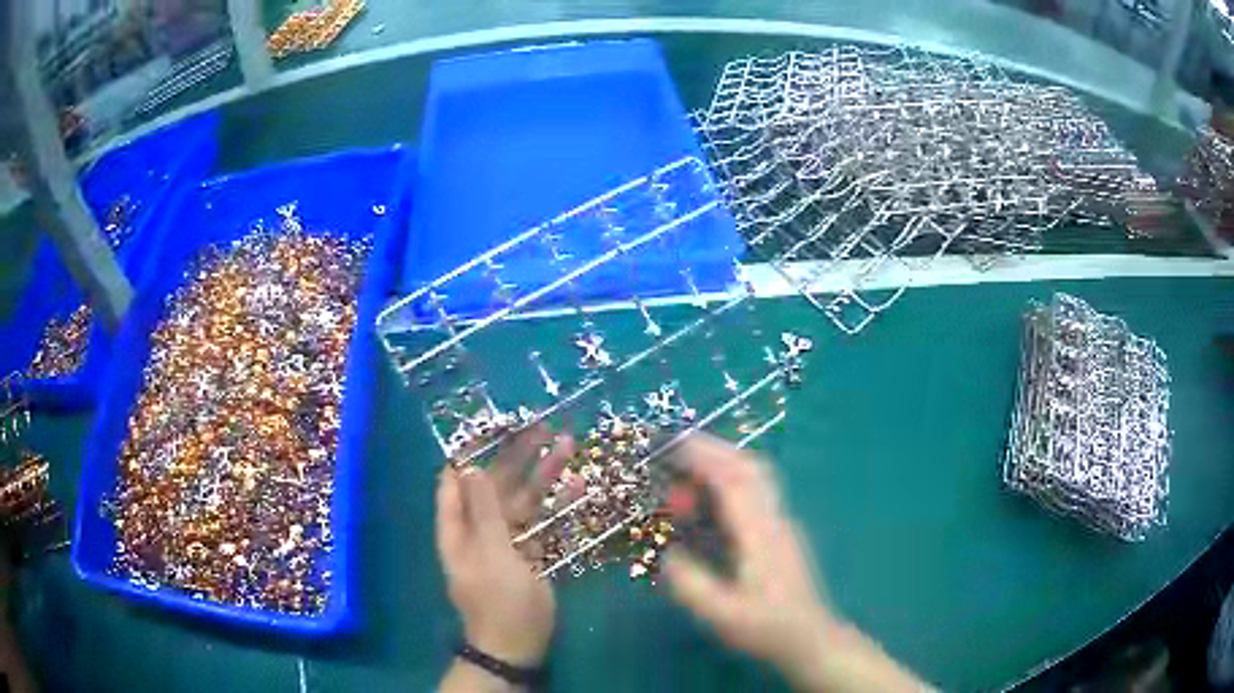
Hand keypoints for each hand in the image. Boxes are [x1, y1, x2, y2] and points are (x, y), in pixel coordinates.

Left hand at [435, 425, 574, 666]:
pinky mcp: (531, 553)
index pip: (456, 480)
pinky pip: (542, 521)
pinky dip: (558, 503)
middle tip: (542, 426)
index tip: (495, 426)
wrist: (518, 646)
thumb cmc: (499, 601)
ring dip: (544, 474)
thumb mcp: (491, 555)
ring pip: (524, 500)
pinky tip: (578, 483)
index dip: (473, 451)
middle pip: (496, 485)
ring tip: (567, 444)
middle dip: (518, 456)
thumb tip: (472, 468)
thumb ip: (485, 511)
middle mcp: (480, 529)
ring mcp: (507, 541)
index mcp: (459, 528)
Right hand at [664, 434, 926, 691]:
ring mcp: (782, 523)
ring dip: (723, 460)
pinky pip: (756, 490)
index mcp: (761, 535)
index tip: (672, 446)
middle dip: (713, 449)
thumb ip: (692, 585)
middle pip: (749, 467)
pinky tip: (711, 496)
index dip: (703, 458)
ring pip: (757, 475)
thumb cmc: (767, 629)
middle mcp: (775, 519)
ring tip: (688, 466)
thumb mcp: (722, 616)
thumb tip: (667, 553)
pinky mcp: (782, 531)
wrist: (811, 638)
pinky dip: (730, 478)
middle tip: (675, 446)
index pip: (733, 481)